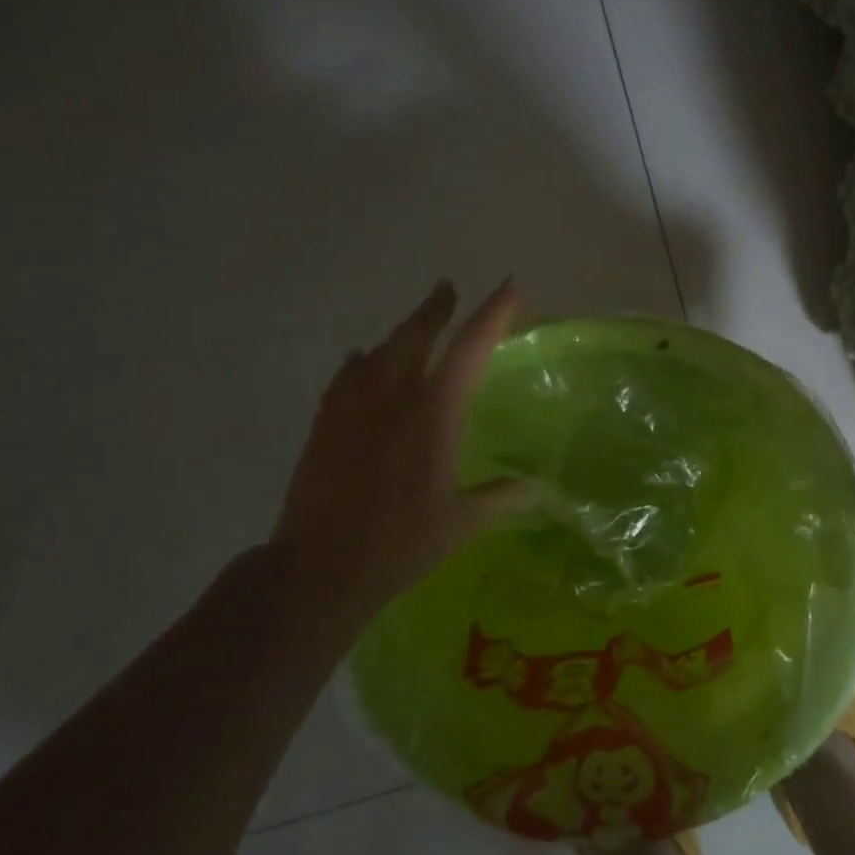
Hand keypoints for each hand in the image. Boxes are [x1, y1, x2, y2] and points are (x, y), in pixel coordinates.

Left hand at [273, 279, 527, 626]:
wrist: (319, 567)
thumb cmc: (400, 543)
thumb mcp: (461, 523)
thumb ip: (500, 498)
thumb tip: (535, 490)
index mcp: (434, 414)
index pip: (471, 349)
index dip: (493, 314)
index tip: (511, 287)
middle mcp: (393, 397)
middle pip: (416, 335)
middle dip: (437, 309)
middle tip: (448, 289)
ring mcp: (353, 408)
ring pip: (379, 351)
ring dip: (401, 332)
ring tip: (414, 326)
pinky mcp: (325, 425)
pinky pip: (346, 377)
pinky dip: (360, 363)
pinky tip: (360, 362)